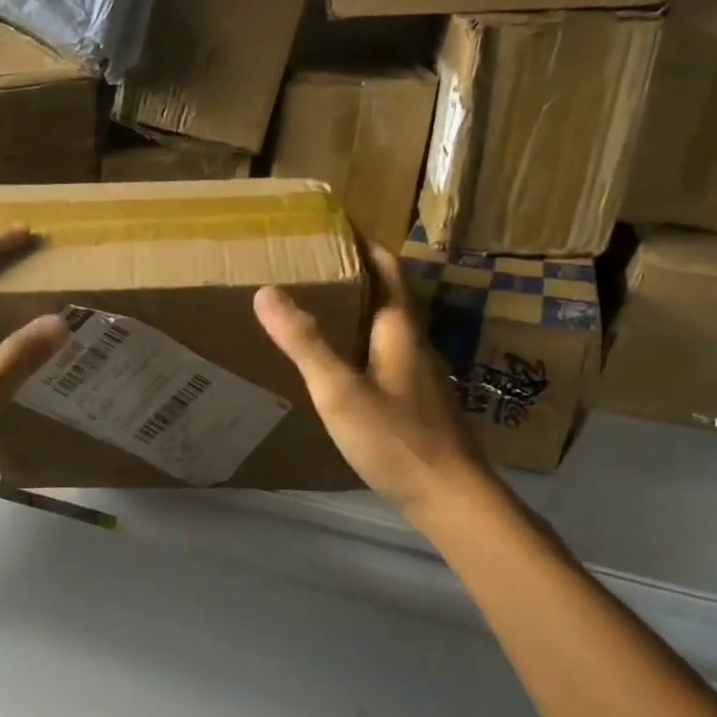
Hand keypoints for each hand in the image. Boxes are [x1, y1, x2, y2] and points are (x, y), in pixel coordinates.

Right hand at [255, 243, 494, 522]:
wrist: (449, 495)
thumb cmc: (395, 438)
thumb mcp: (340, 390)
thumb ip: (305, 342)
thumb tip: (266, 292)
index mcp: (399, 328)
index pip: (384, 266)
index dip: (360, 240)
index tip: (330, 221)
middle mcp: (412, 341)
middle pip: (384, 292)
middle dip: (352, 270)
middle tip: (309, 261)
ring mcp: (416, 371)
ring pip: (383, 324)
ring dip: (354, 306)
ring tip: (314, 302)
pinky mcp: (413, 398)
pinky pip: (381, 352)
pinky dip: (356, 340)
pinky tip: (335, 359)